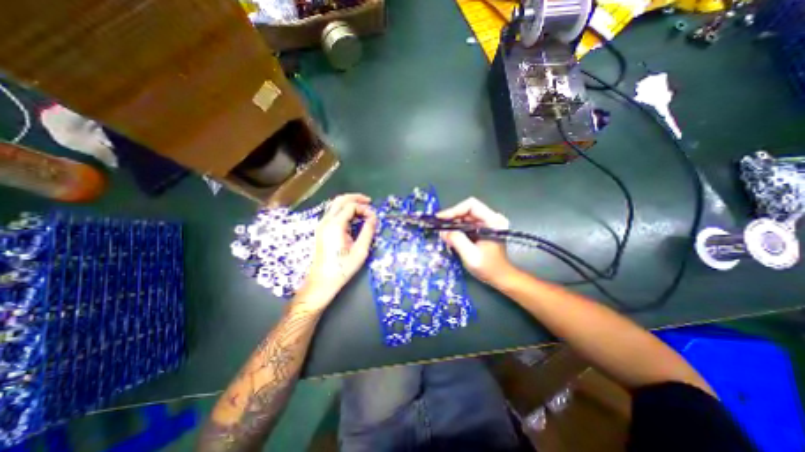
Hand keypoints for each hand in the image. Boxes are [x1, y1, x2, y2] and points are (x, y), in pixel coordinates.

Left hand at [301, 192, 379, 305]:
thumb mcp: (360, 251)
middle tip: (369, 202)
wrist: (322, 281)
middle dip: (355, 198)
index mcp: (335, 226)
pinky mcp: (321, 229)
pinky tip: (353, 217)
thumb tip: (373, 217)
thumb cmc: (343, 268)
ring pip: (335, 205)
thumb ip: (368, 231)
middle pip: (340, 200)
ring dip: (349, 203)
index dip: (364, 208)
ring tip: (363, 208)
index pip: (351, 206)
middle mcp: (326, 221)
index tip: (373, 217)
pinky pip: (333, 212)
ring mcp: (322, 225)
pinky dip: (344, 210)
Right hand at [435, 195, 515, 285]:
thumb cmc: (489, 268)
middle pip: (467, 209)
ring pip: (465, 216)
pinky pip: (466, 223)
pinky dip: (456, 227)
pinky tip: (449, 234)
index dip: (454, 210)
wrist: (500, 277)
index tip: (440, 218)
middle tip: (438, 225)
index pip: (471, 205)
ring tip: (441, 231)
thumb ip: (457, 241)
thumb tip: (443, 231)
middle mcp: (491, 218)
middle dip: (451, 217)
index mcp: (493, 221)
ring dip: (452, 222)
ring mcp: (487, 223)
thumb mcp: (471, 255)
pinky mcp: (482, 229)